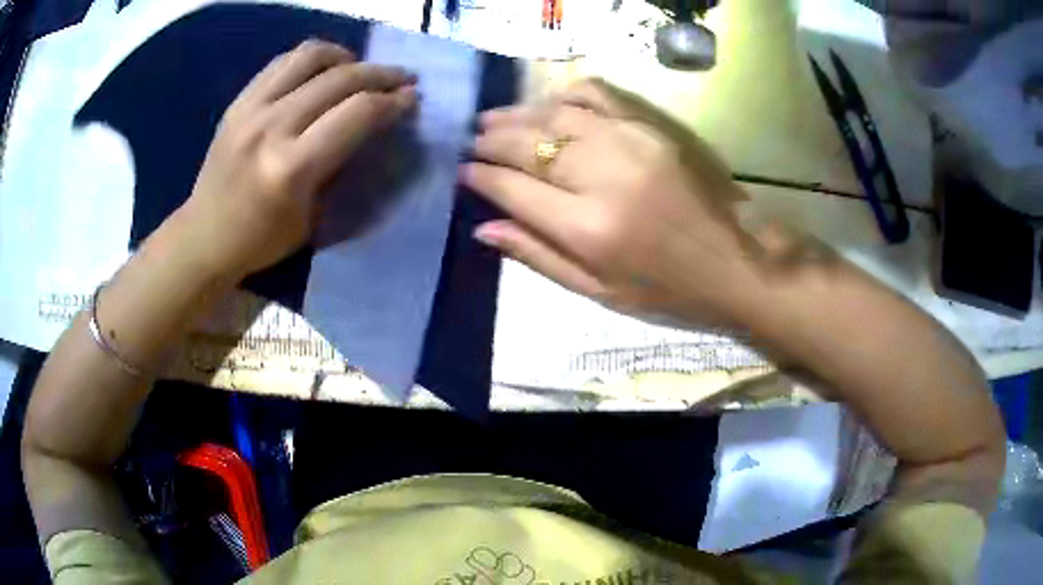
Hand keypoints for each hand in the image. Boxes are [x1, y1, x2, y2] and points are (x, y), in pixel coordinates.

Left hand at [174, 39, 417, 279]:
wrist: (205, 237)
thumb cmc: (262, 240)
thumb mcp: (313, 217)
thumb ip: (343, 166)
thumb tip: (374, 127)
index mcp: (292, 168)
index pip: (357, 113)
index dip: (393, 101)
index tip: (412, 99)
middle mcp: (271, 128)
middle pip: (341, 78)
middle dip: (382, 74)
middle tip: (402, 79)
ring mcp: (251, 109)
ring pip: (312, 56)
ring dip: (347, 57)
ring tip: (359, 71)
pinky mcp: (239, 101)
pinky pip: (284, 61)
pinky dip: (313, 59)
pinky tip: (324, 72)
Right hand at [462, 80, 759, 328]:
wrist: (728, 266)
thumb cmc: (662, 292)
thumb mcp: (595, 290)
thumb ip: (536, 255)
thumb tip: (482, 227)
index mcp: (587, 228)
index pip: (514, 189)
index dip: (481, 177)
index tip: (462, 172)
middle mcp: (603, 176)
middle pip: (529, 145)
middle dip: (491, 141)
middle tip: (471, 142)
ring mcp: (629, 144)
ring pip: (555, 115)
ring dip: (518, 115)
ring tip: (493, 120)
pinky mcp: (650, 130)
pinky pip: (597, 96)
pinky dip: (564, 95)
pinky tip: (547, 104)